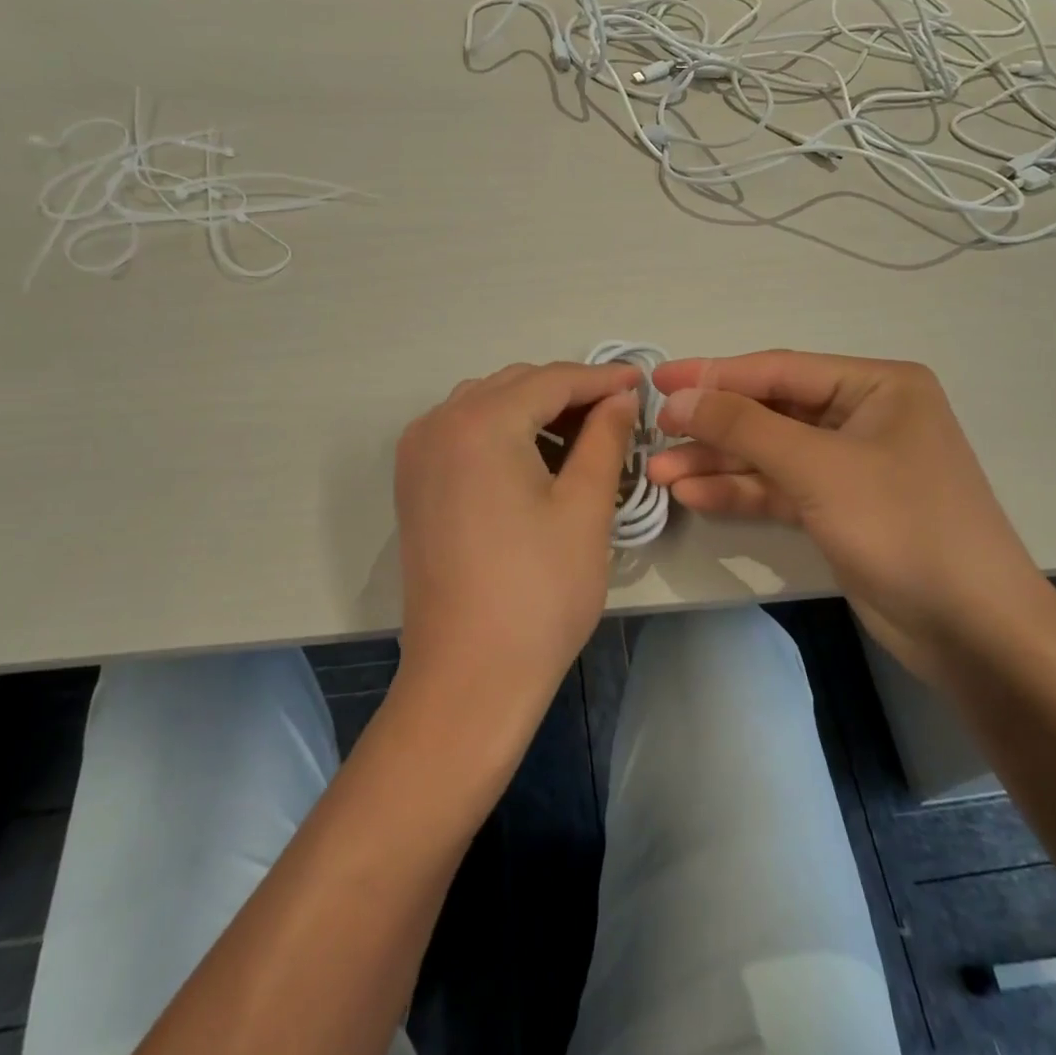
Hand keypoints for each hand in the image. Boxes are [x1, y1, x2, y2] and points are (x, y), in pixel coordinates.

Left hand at [393, 361, 638, 733]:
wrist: (469, 676)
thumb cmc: (538, 592)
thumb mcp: (584, 508)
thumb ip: (605, 439)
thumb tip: (621, 398)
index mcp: (480, 423)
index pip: (551, 380)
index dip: (602, 378)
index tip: (642, 381)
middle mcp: (438, 423)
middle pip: (515, 386)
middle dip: (568, 393)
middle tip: (619, 414)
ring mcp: (418, 454)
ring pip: (486, 405)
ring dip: (534, 410)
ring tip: (583, 436)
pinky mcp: (414, 483)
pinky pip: (463, 433)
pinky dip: (503, 432)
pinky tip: (536, 457)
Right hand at [648, 351, 1041, 672]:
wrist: (972, 630)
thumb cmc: (903, 526)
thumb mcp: (818, 467)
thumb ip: (744, 427)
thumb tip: (680, 398)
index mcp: (877, 386)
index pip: (779, 370)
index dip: (714, 374)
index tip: (658, 382)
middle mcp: (864, 417)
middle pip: (771, 412)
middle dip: (713, 426)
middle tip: (655, 434)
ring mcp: (850, 466)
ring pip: (770, 453)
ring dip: (718, 463)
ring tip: (660, 473)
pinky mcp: (840, 508)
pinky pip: (780, 489)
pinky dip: (740, 492)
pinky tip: (693, 496)